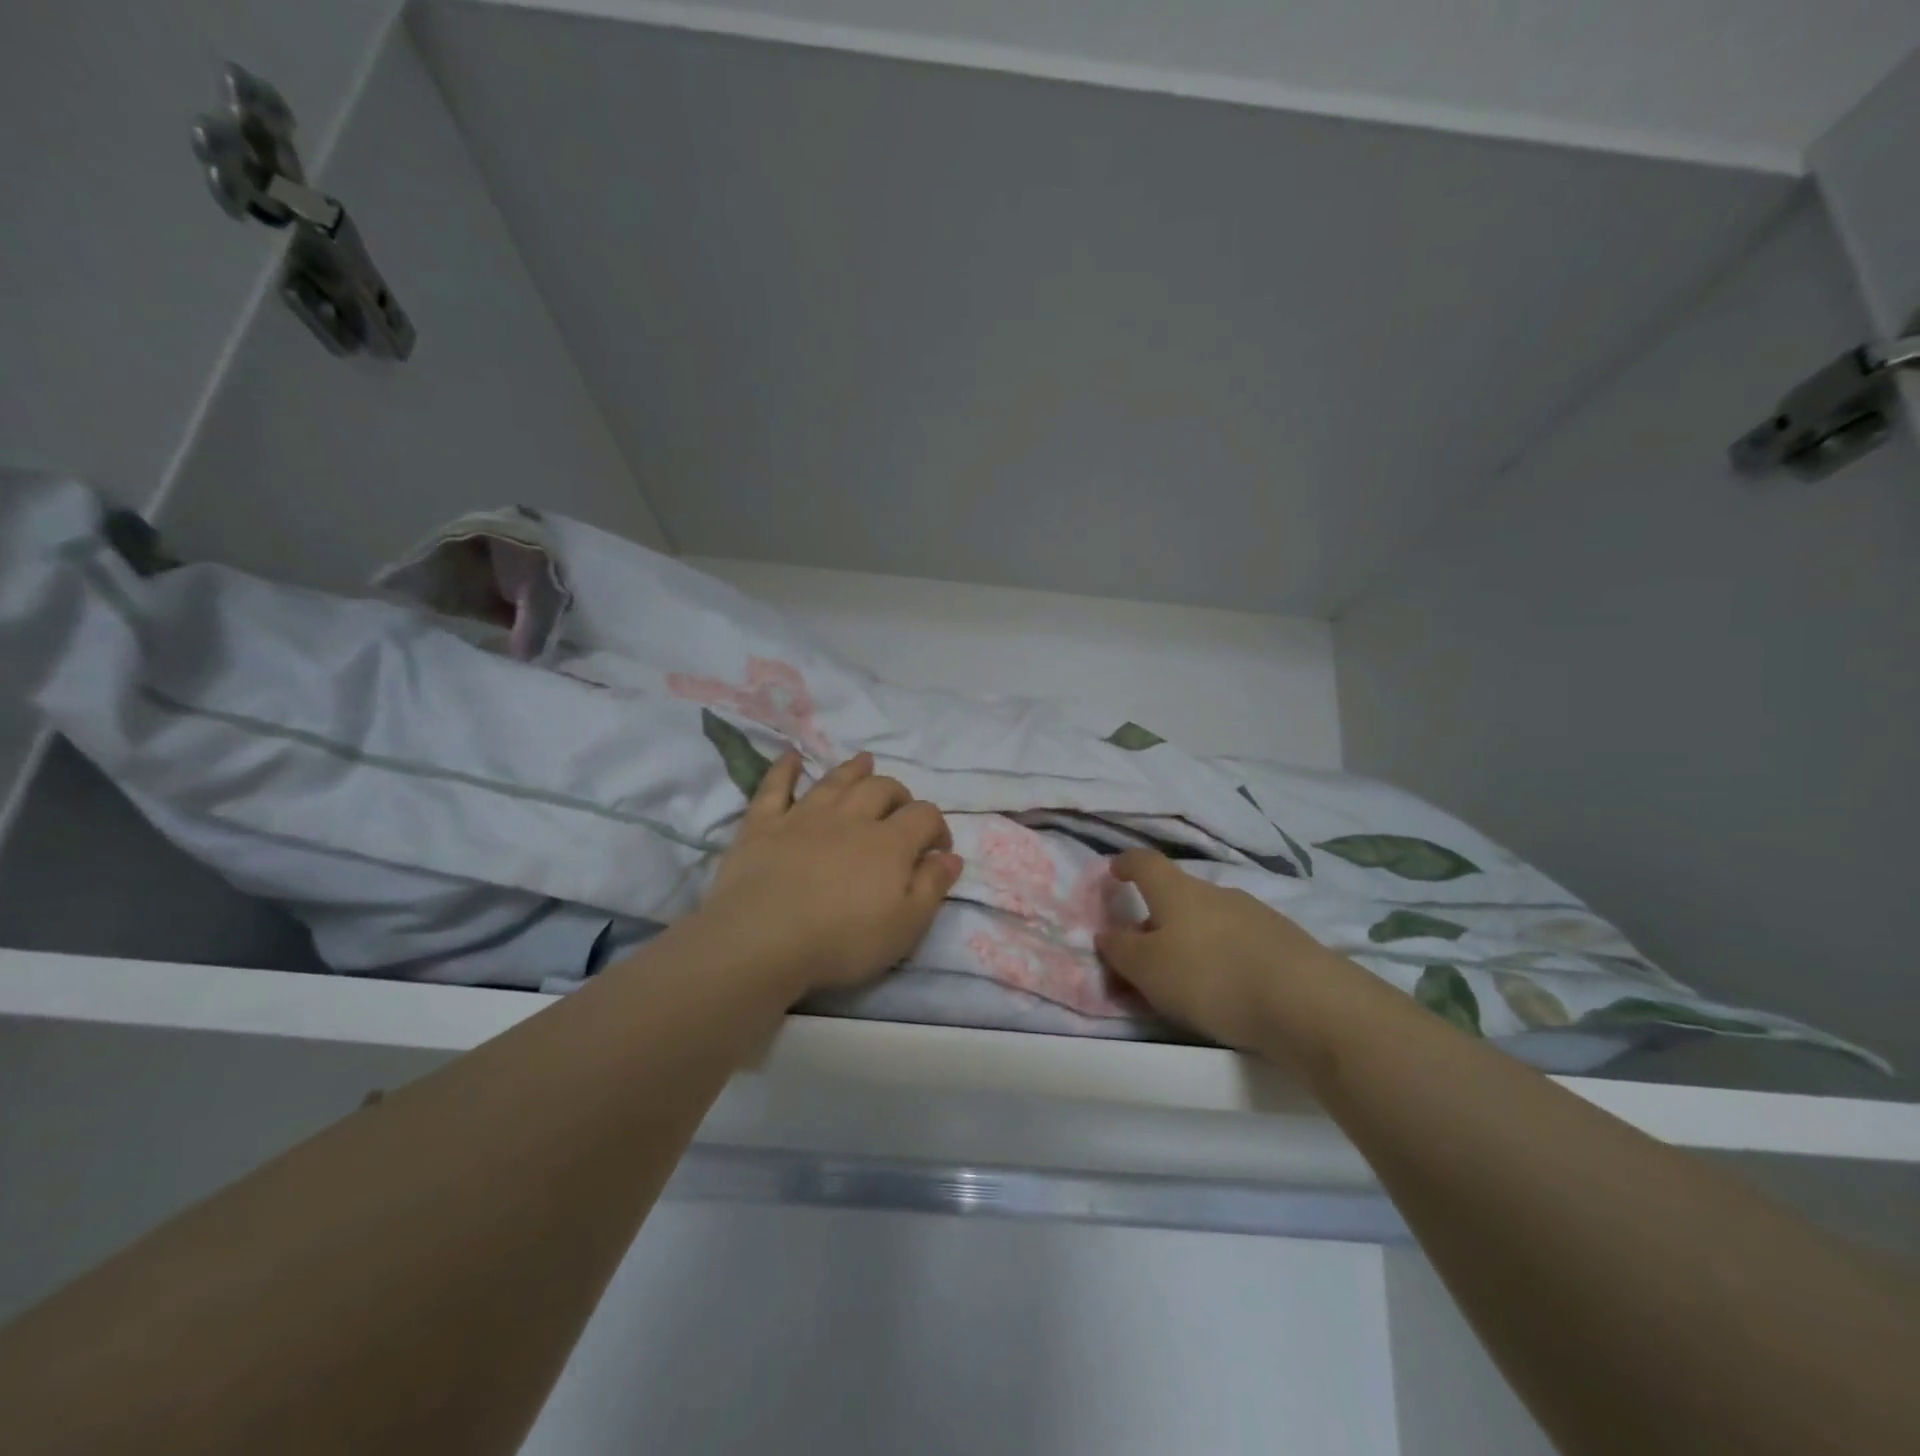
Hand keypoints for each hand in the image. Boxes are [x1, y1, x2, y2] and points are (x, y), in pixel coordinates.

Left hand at [694, 750, 962, 998]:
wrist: (762, 940)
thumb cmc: (842, 941)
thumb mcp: (906, 926)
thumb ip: (932, 887)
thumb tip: (951, 857)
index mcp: (889, 843)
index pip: (924, 816)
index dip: (937, 826)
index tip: (938, 849)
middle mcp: (850, 818)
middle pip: (881, 789)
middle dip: (898, 794)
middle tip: (900, 808)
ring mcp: (803, 816)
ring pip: (835, 781)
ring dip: (853, 769)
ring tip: (864, 761)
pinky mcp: (763, 824)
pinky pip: (775, 787)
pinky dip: (784, 769)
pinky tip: (791, 757)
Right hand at [1096, 850, 1372, 1062]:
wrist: (1305, 1001)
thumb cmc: (1210, 976)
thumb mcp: (1148, 969)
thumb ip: (1121, 951)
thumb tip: (1107, 934)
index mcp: (1178, 891)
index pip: (1146, 864)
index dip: (1127, 864)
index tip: (1115, 870)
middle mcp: (1216, 893)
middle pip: (1179, 895)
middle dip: (1159, 916)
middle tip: (1146, 950)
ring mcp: (1255, 915)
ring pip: (1211, 920)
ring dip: (1193, 939)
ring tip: (1187, 977)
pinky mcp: (1285, 943)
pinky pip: (1240, 942)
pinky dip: (1224, 956)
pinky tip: (1228, 987)